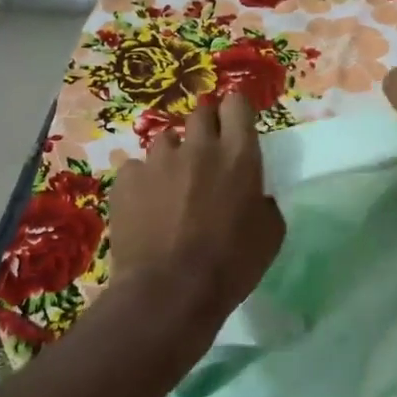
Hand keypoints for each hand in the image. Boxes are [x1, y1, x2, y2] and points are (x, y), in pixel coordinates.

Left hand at [106, 94, 284, 316]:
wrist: (169, 292)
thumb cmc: (230, 266)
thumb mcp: (270, 234)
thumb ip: (264, 202)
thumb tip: (256, 195)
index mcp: (238, 155)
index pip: (237, 104)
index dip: (235, 109)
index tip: (236, 122)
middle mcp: (199, 146)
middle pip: (201, 113)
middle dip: (206, 127)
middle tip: (207, 153)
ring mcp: (159, 160)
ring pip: (167, 140)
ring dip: (174, 155)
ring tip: (173, 183)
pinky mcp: (127, 178)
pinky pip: (137, 168)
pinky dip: (143, 181)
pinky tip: (145, 204)